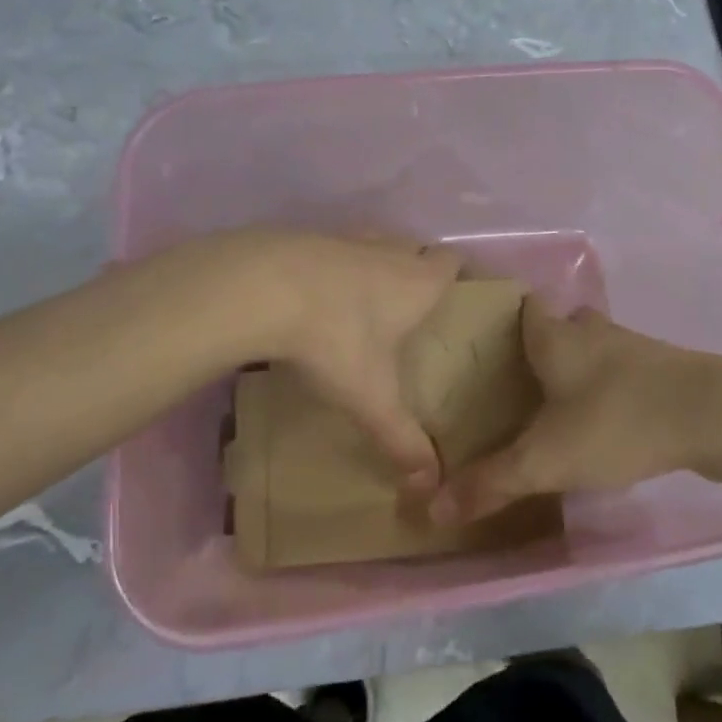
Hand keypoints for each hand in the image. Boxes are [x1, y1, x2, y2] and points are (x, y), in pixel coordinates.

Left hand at [222, 229, 462, 488]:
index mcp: (417, 282)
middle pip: (415, 247)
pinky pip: (330, 246)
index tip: (454, 294)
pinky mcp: (305, 236)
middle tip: (408, 305)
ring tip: (361, 296)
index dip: (457, 272)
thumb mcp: (370, 397)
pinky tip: (311, 292)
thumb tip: (431, 484)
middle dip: (416, 268)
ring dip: (372, 262)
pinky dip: (329, 264)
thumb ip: (401, 438)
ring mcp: (345, 239)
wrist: (263, 287)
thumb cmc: (335, 338)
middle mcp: (388, 251)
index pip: (452, 261)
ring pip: (372, 242)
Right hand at [429, 301, 719, 523]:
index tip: (480, 340)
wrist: (710, 413)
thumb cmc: (615, 421)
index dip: (500, 316)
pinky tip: (602, 418)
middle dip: (535, 347)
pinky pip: (618, 368)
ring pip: (588, 346)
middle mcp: (589, 330)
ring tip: (551, 402)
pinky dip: (604, 384)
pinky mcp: (660, 366)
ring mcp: (628, 344)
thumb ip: (491, 482)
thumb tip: (432, 507)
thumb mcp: (545, 459)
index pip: (520, 306)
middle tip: (512, 381)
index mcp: (554, 337)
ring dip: (573, 366)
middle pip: (555, 326)